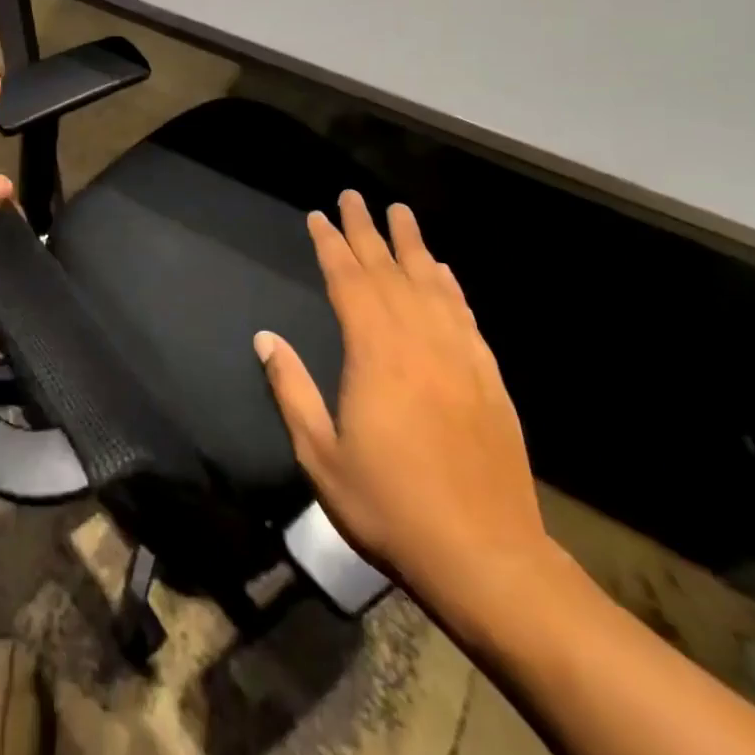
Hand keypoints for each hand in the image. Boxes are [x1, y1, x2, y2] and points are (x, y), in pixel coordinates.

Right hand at [254, 194, 549, 604]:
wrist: (487, 558)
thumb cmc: (390, 506)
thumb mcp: (321, 455)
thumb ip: (291, 390)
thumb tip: (265, 338)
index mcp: (375, 354)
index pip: (348, 282)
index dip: (331, 245)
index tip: (318, 216)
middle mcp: (419, 342)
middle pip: (389, 271)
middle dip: (367, 230)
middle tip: (353, 196)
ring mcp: (459, 357)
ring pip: (431, 284)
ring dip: (412, 245)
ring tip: (400, 213)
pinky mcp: (488, 379)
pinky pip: (465, 316)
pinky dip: (450, 286)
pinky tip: (443, 271)